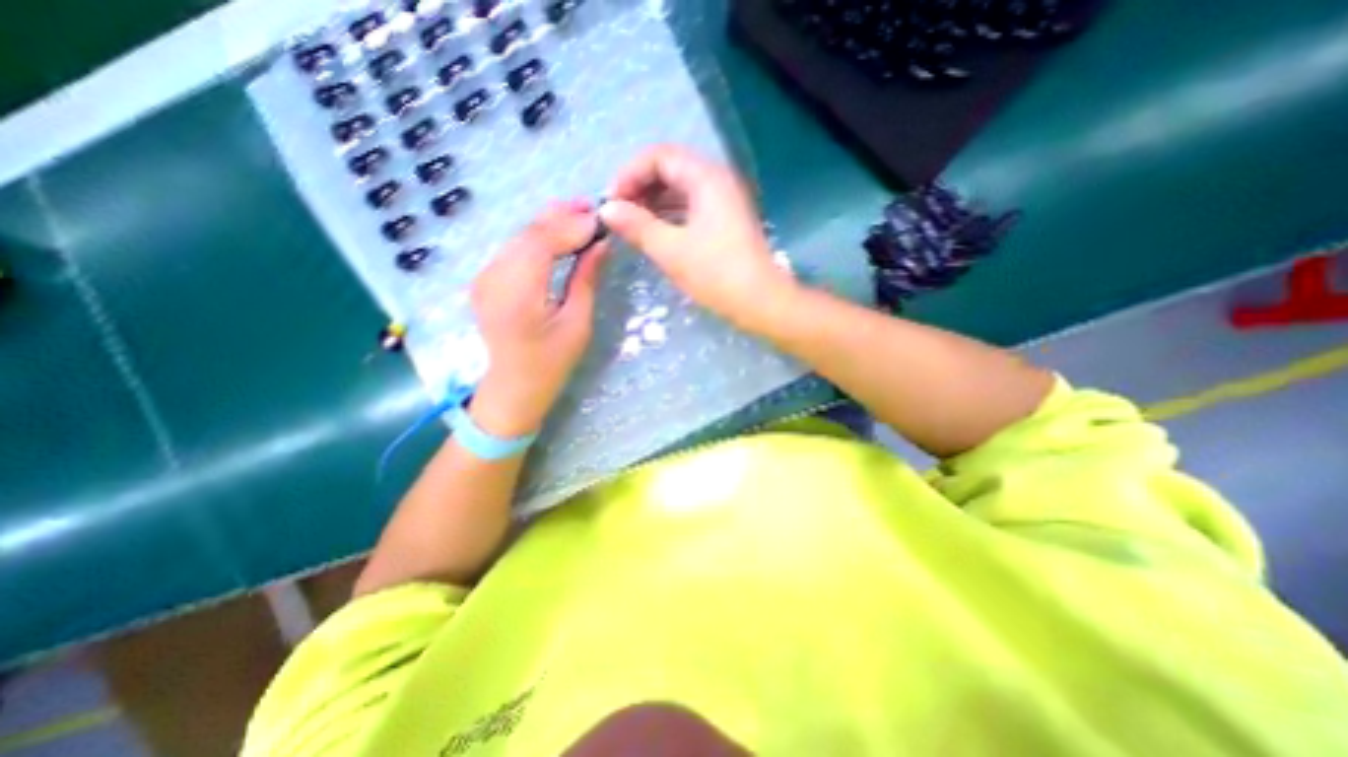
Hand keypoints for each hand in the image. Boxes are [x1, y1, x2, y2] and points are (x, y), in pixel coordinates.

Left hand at [471, 200, 605, 438]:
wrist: (514, 386)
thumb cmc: (552, 362)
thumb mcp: (577, 323)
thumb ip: (585, 279)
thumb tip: (600, 244)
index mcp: (519, 294)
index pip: (542, 243)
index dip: (572, 226)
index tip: (600, 219)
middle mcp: (493, 279)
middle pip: (527, 234)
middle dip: (560, 217)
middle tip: (590, 207)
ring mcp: (484, 278)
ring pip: (518, 238)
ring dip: (547, 223)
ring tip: (577, 213)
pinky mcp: (484, 280)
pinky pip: (512, 250)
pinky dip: (535, 238)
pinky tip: (554, 234)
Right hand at [598, 144, 792, 330]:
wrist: (760, 302)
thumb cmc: (716, 273)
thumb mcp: (670, 250)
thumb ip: (637, 225)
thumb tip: (607, 209)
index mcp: (707, 178)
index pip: (660, 156)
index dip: (630, 174)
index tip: (611, 201)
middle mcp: (718, 180)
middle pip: (671, 169)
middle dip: (640, 187)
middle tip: (619, 213)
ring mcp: (724, 201)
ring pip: (681, 189)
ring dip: (654, 202)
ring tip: (632, 224)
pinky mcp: (726, 221)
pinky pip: (691, 206)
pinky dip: (670, 214)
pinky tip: (655, 232)